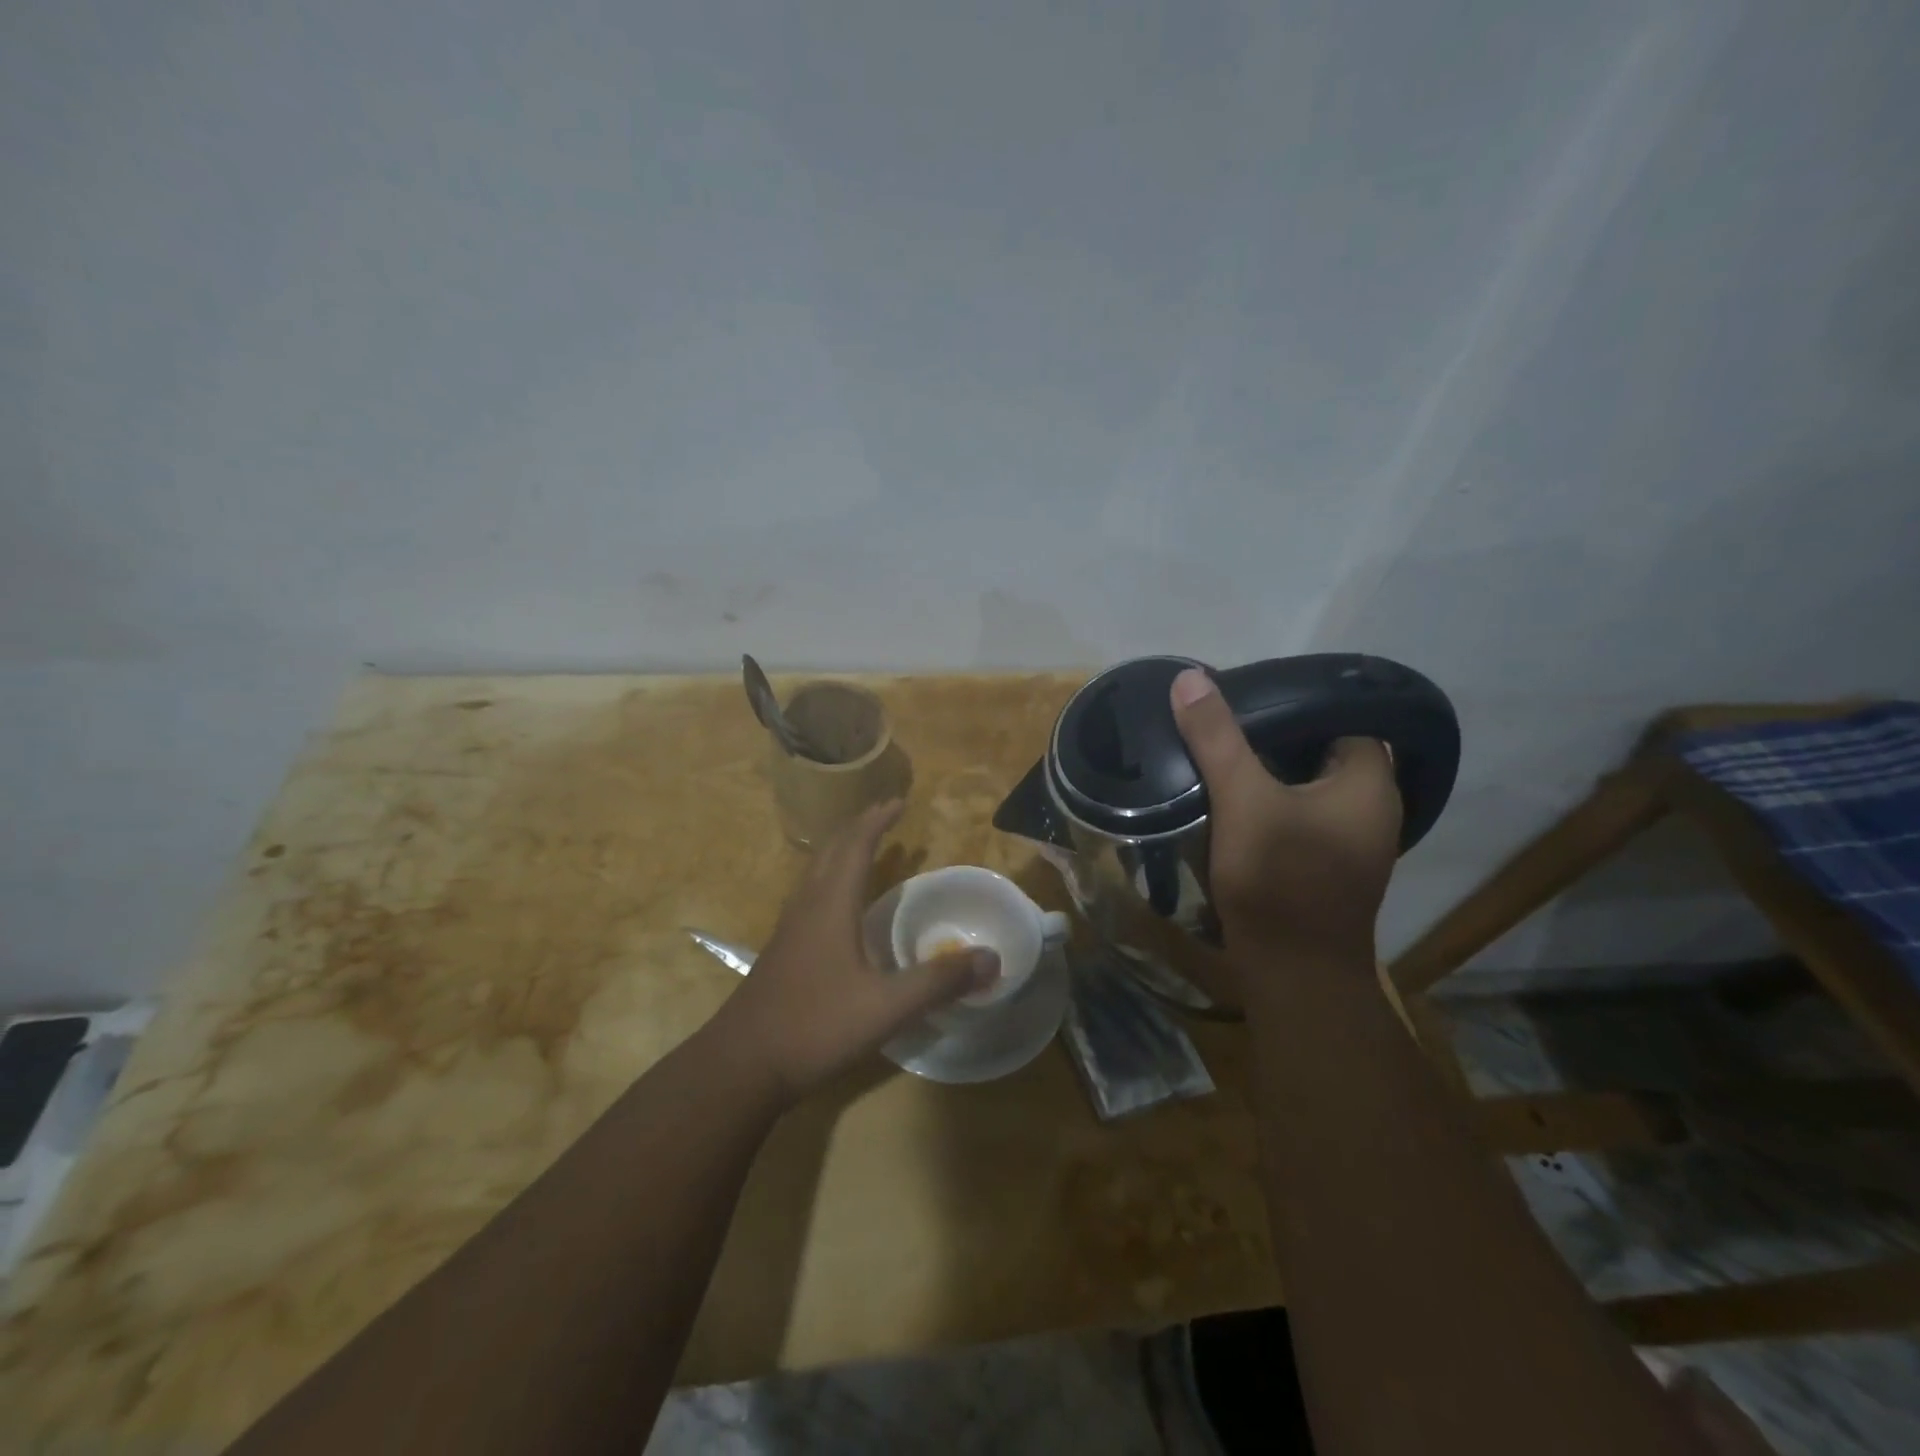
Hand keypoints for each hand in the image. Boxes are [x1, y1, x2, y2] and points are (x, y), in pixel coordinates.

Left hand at [706, 801, 998, 1104]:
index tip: (899, 801)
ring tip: (866, 849)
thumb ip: (939, 981)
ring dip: (842, 852)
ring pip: (816, 872)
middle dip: (859, 827)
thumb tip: (992, 959)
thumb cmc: (815, 1026)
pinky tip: (840, 907)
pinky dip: (831, 880)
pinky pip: (810, 896)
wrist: (741, 1065)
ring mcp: (789, 929)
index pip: (855, 846)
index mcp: (830, 905)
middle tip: (885, 814)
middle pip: (831, 851)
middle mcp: (807, 906)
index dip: (878, 821)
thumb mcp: (886, 1007)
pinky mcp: (782, 951)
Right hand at [1170, 667, 1401, 973]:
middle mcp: (1371, 807)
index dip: (1295, 703)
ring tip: (1220, 752)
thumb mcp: (1242, 800)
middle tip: (1224, 721)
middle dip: (1274, 737)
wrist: (1291, 974)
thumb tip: (1190, 678)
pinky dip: (1271, 804)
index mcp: (1368, 781)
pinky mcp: (1327, 865)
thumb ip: (1217, 738)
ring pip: (1307, 786)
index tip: (1247, 696)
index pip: (1340, 717)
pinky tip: (1232, 801)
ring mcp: (1351, 840)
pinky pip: (1300, 816)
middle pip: (1320, 751)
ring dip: (1270, 773)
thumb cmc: (1278, 879)